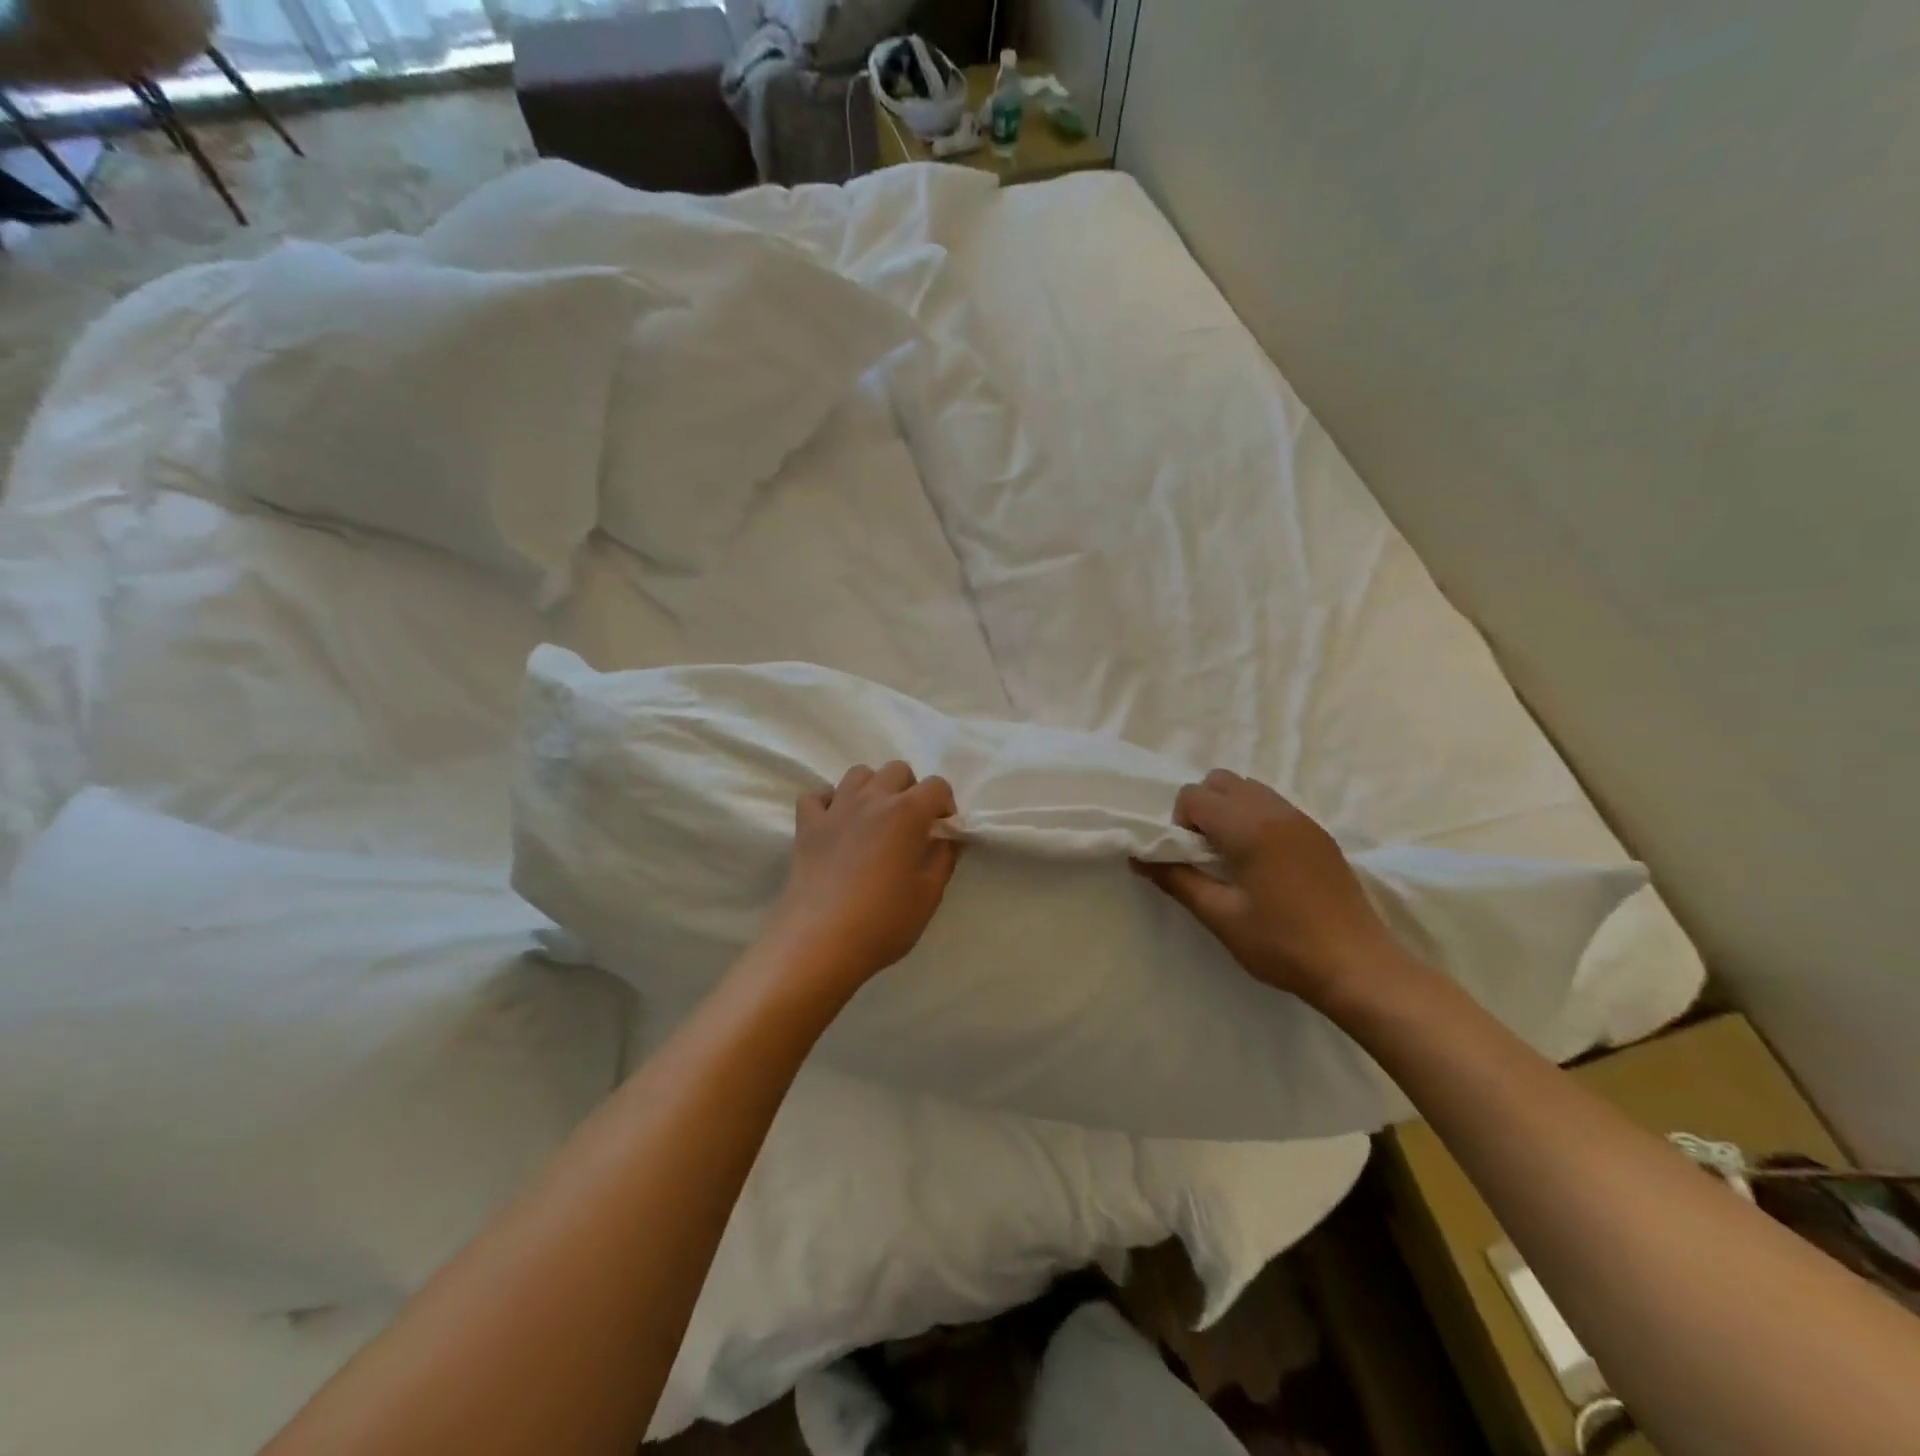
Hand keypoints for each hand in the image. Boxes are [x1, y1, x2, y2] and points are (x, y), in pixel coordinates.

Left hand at [762, 761, 960, 991]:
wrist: (819, 943)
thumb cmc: (883, 922)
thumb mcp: (929, 895)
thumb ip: (943, 859)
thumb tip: (945, 839)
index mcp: (907, 812)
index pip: (937, 786)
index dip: (945, 805)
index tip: (943, 831)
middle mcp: (871, 799)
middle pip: (897, 770)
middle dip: (910, 790)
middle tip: (911, 825)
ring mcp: (835, 809)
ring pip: (858, 774)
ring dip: (873, 788)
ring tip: (875, 820)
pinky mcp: (807, 826)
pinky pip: (817, 796)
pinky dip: (829, 802)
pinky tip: (836, 824)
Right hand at [1137, 770, 1397, 1004]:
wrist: (1359, 968)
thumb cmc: (1283, 944)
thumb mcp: (1220, 916)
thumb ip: (1176, 880)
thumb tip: (1138, 858)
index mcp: (1249, 827)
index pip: (1194, 795)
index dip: (1181, 824)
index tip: (1193, 861)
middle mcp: (1275, 811)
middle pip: (1220, 781)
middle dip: (1202, 809)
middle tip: (1209, 855)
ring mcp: (1302, 819)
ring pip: (1249, 789)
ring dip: (1230, 811)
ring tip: (1236, 858)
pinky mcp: (1319, 833)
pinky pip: (1273, 805)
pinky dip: (1255, 819)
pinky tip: (1265, 865)